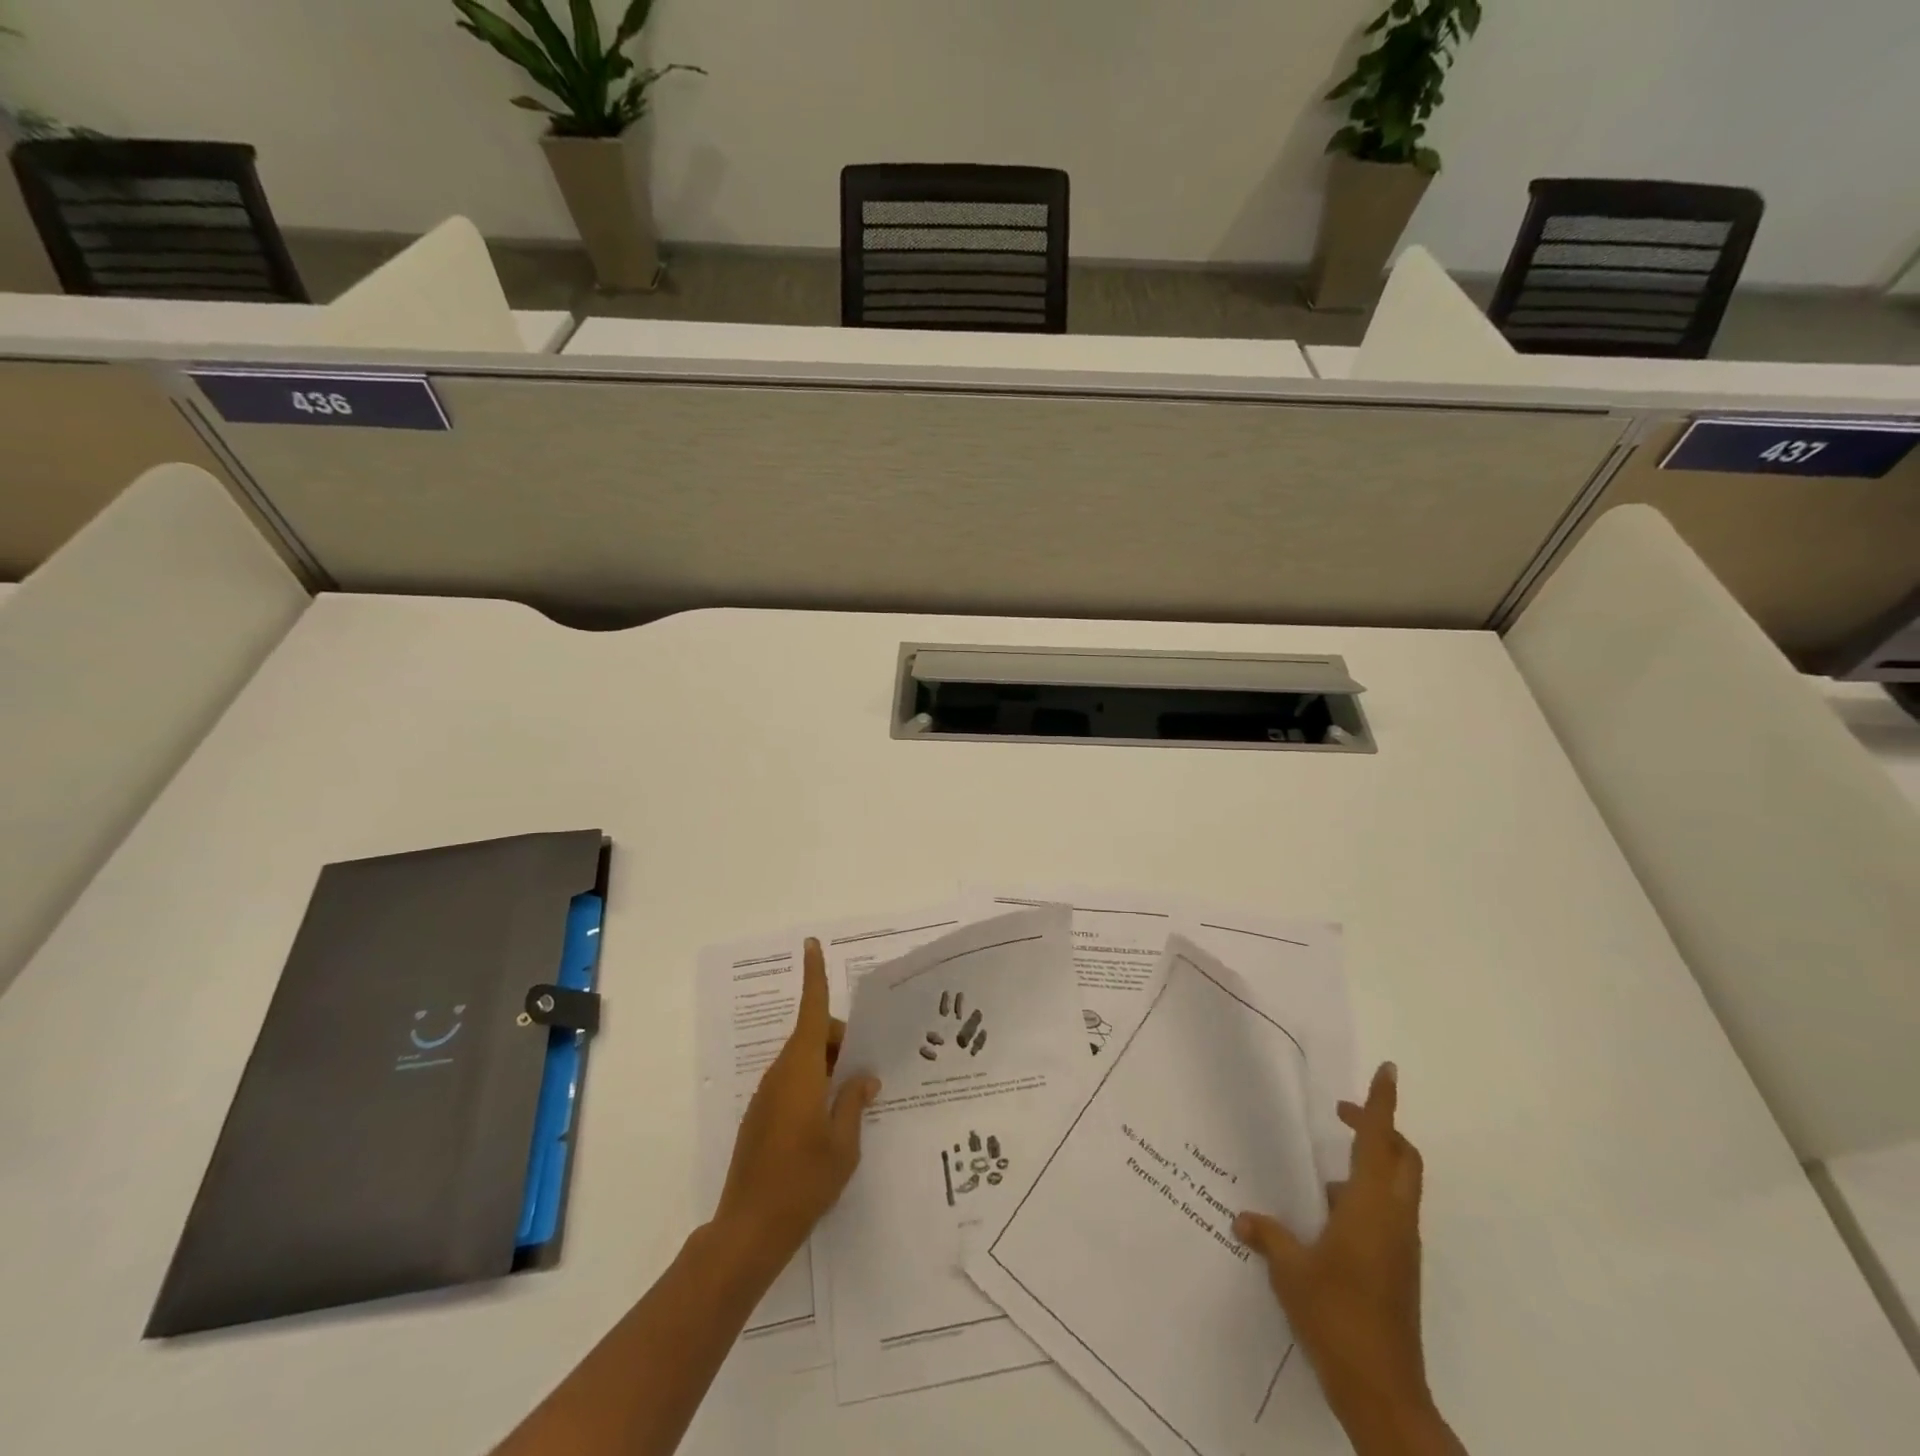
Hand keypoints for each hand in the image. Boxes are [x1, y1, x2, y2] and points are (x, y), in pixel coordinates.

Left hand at [715, 938, 879, 1264]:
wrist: (749, 1230)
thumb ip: (855, 1102)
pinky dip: (814, 1086)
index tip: (811, 945)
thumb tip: (864, 1077)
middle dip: (842, 1042)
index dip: (814, 975)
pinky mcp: (761, 1116)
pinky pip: (793, 1082)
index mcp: (802, 1069)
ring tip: (854, 1101)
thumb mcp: (844, 1143)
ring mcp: (767, 1095)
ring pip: (804, 1060)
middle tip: (868, 1075)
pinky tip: (829, 1122)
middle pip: (815, 1036)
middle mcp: (781, 1073)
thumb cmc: (804, 1181)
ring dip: (829, 1067)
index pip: (812, 1010)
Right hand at [1235, 1063, 1457, 1453]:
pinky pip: (1386, 1215)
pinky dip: (1362, 1199)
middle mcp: (1394, 1219)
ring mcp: (1400, 1247)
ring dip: (1368, 1166)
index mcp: (1371, 1207)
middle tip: (1340, 1115)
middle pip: (1402, 1158)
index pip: (1381, 1140)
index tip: (1388, 1070)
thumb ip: (1269, 1235)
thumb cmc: (1336, 1315)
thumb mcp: (1290, 1270)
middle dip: (1378, 1128)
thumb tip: (1244, 1218)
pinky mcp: (1398, 1270)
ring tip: (1319, 1173)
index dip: (1383, 1103)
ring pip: (1396, 1187)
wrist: (1383, 1392)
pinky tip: (1323, 1218)